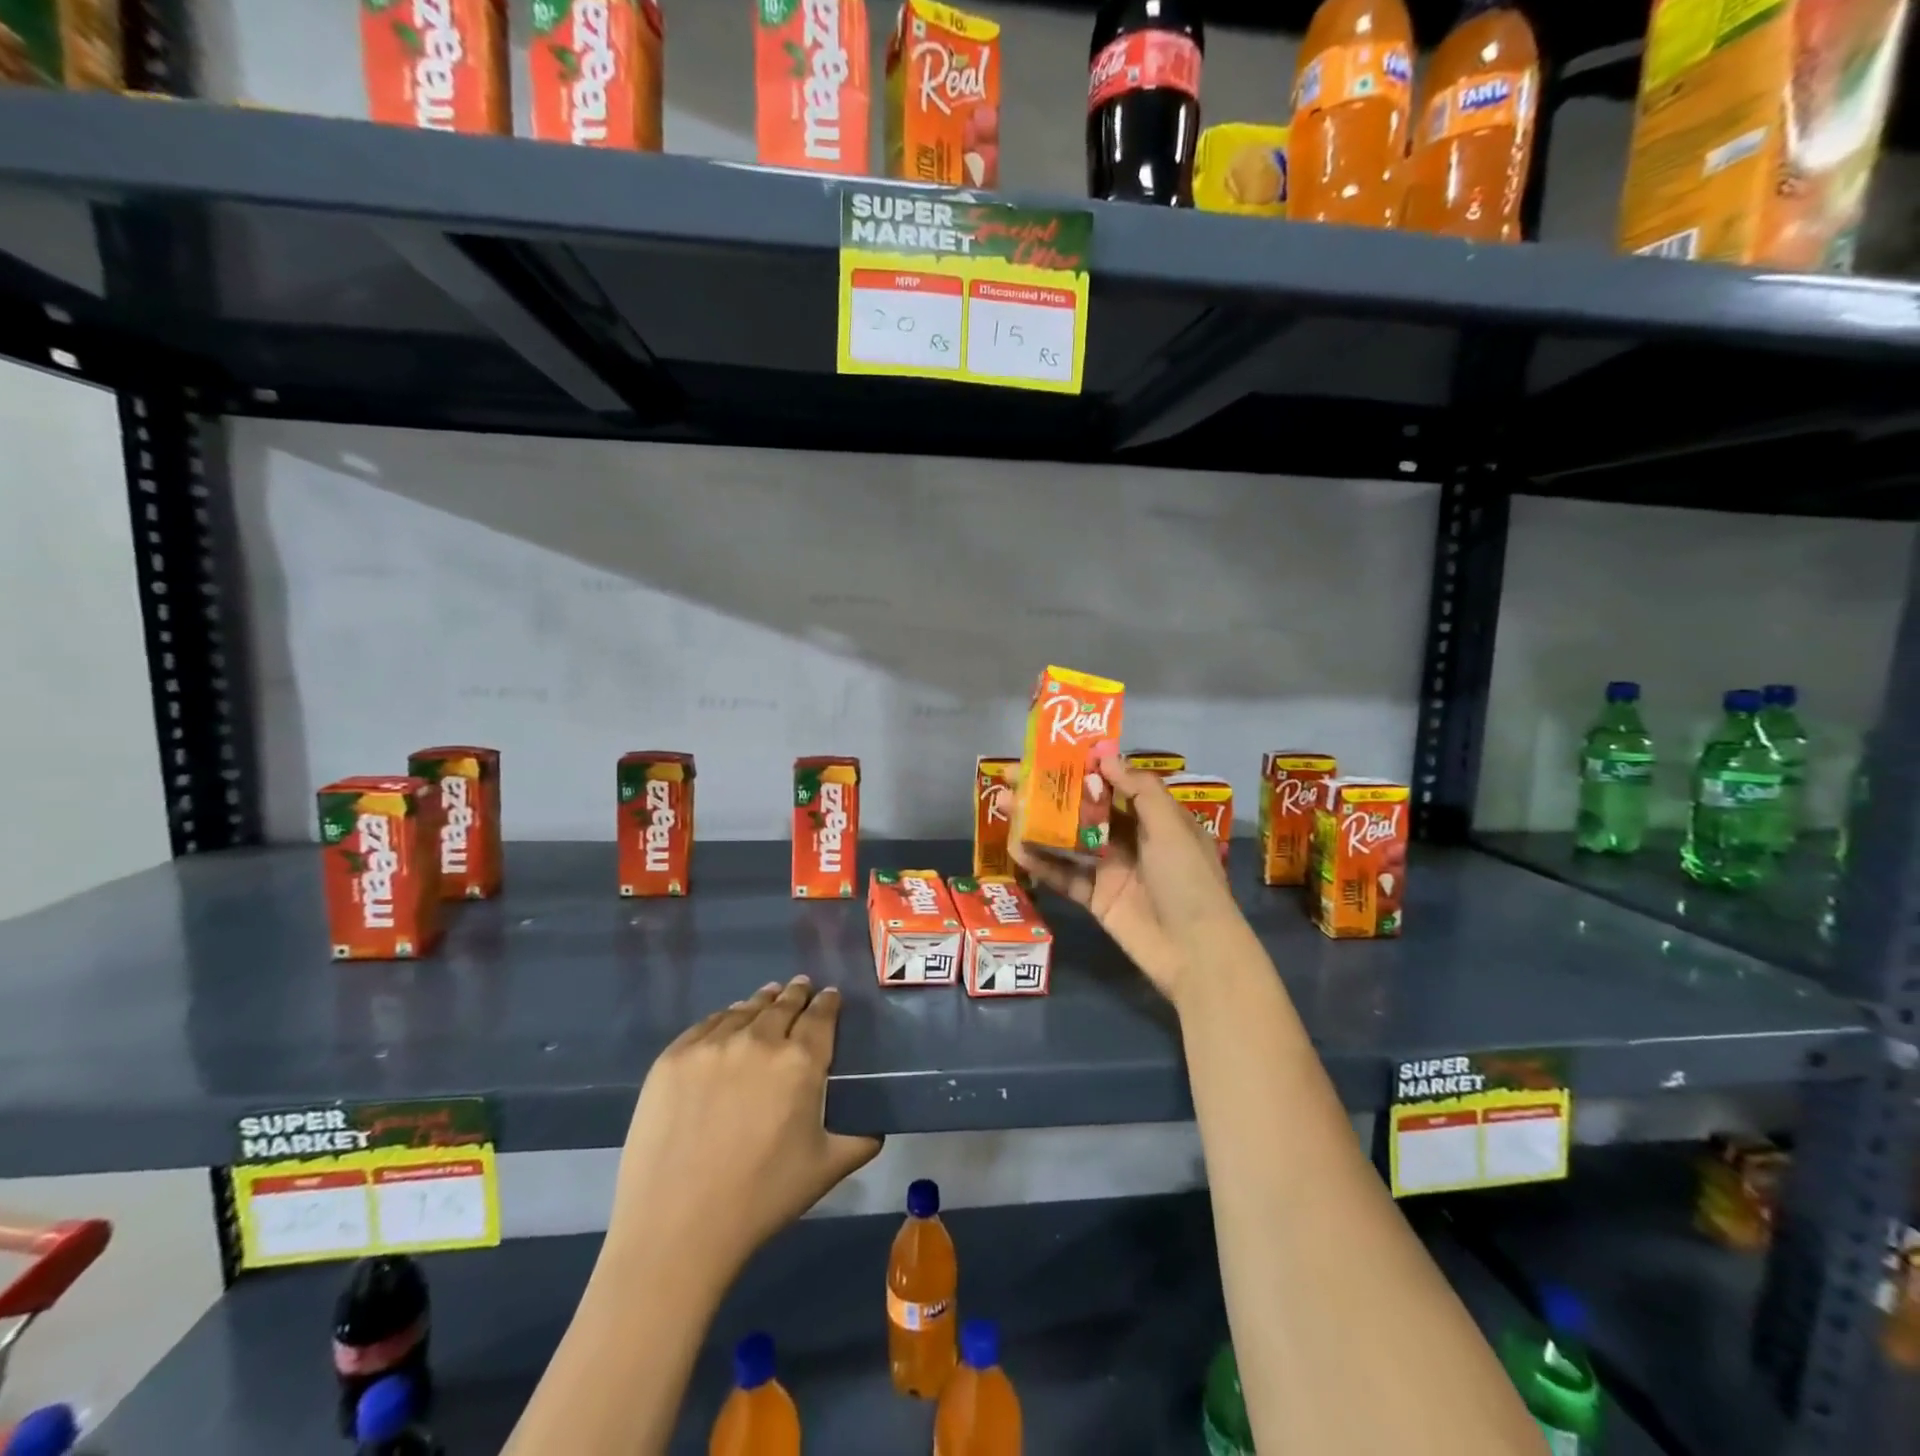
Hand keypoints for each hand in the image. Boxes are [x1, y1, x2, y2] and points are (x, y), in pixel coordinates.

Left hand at [605, 977, 881, 1292]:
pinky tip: (728, 1021)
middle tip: (802, 987)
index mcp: (801, 1062)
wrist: (675, 1228)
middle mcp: (759, 1040)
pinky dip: (725, 1018)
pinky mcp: (673, 1057)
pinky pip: (707, 1024)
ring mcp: (712, 1045)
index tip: (831, 996)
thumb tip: (878, 1127)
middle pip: (783, 1004)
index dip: (828, 1002)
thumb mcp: (826, 1170)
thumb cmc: (760, 1199)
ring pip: (745, 1010)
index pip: (821, 1015)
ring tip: (769, 997)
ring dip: (762, 1002)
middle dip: (797, 994)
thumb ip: (860, 1140)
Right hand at [1011, 753, 1242, 1004]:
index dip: (1084, 768)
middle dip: (1051, 793)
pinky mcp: (1096, 898)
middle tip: (1013, 777)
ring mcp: (1111, 869)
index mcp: (1156, 818)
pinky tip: (1016, 848)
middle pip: (1085, 809)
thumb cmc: (1188, 880)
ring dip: (1039, 823)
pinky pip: (1065, 875)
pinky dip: (1042, 863)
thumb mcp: (1171, 827)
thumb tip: (1105, 756)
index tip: (1051, 753)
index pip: (1115, 784)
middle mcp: (1132, 839)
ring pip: (1069, 840)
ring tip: (1005, 805)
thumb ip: (1139, 790)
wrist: (1195, 952)